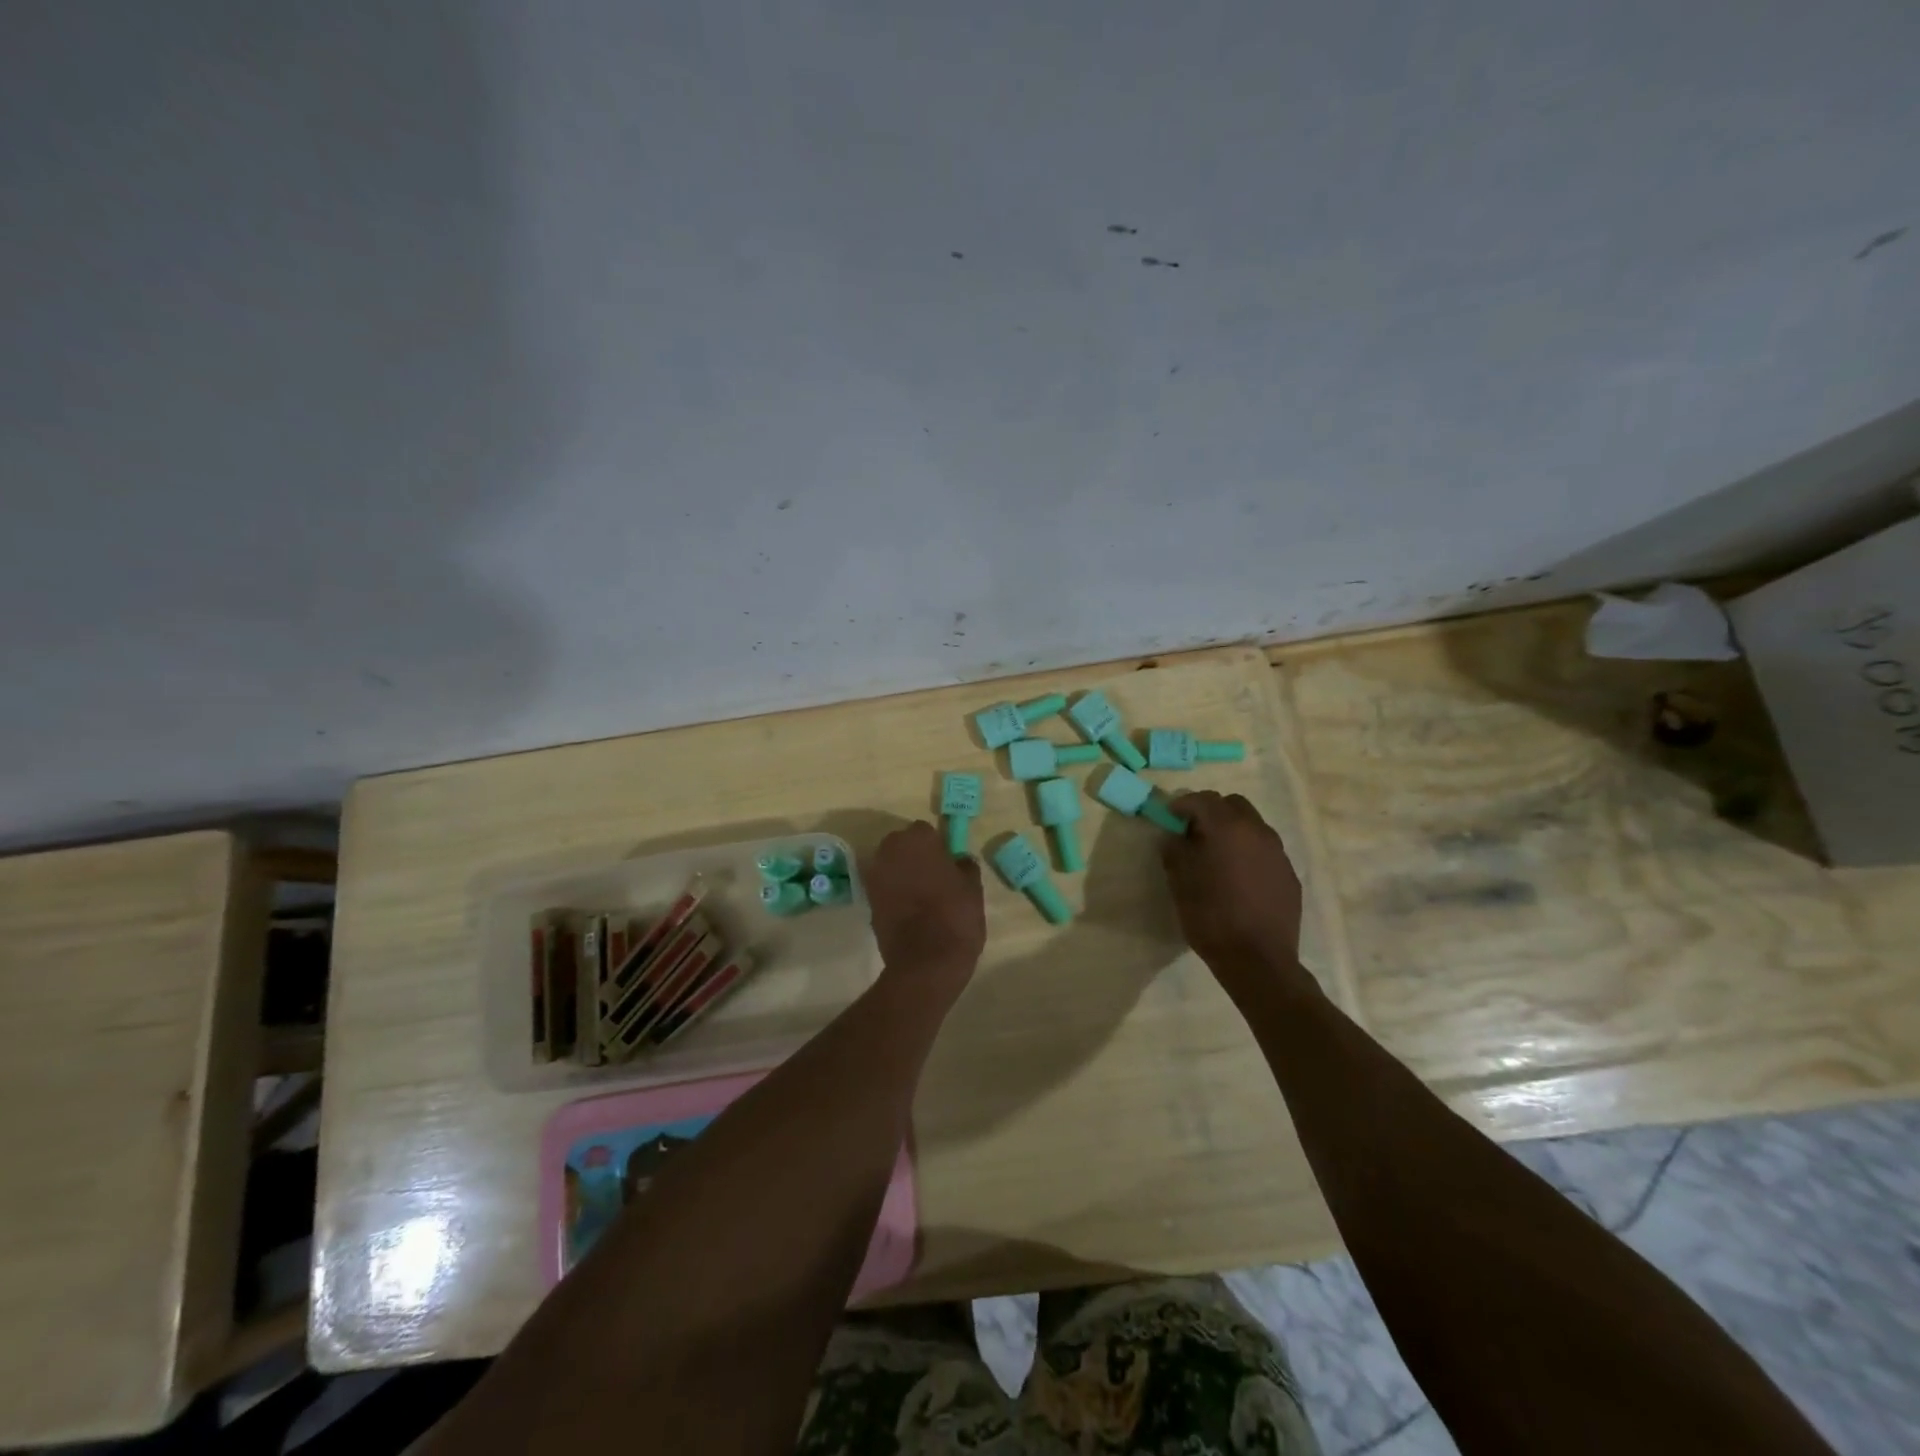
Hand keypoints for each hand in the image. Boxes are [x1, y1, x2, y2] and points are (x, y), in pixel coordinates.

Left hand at [862, 821, 986, 996]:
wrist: (926, 962)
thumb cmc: (955, 917)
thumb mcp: (973, 888)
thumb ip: (965, 866)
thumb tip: (959, 860)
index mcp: (917, 839)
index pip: (926, 832)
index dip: (938, 846)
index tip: (948, 863)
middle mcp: (890, 850)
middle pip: (903, 845)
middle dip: (915, 856)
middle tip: (935, 877)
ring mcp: (875, 876)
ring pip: (891, 866)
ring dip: (903, 874)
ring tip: (923, 896)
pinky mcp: (867, 901)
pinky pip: (884, 888)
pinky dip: (894, 894)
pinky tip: (911, 911)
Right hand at [1161, 792, 1311, 1001]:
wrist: (1258, 960)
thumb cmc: (1211, 917)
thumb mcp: (1180, 882)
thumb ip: (1174, 851)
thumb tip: (1174, 837)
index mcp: (1227, 828)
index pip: (1202, 799)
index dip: (1182, 804)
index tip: (1169, 817)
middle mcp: (1257, 832)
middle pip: (1233, 805)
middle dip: (1212, 812)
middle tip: (1194, 833)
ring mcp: (1278, 853)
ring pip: (1253, 826)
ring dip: (1233, 831)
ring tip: (1217, 856)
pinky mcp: (1289, 875)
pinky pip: (1265, 851)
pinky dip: (1249, 853)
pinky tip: (1239, 878)